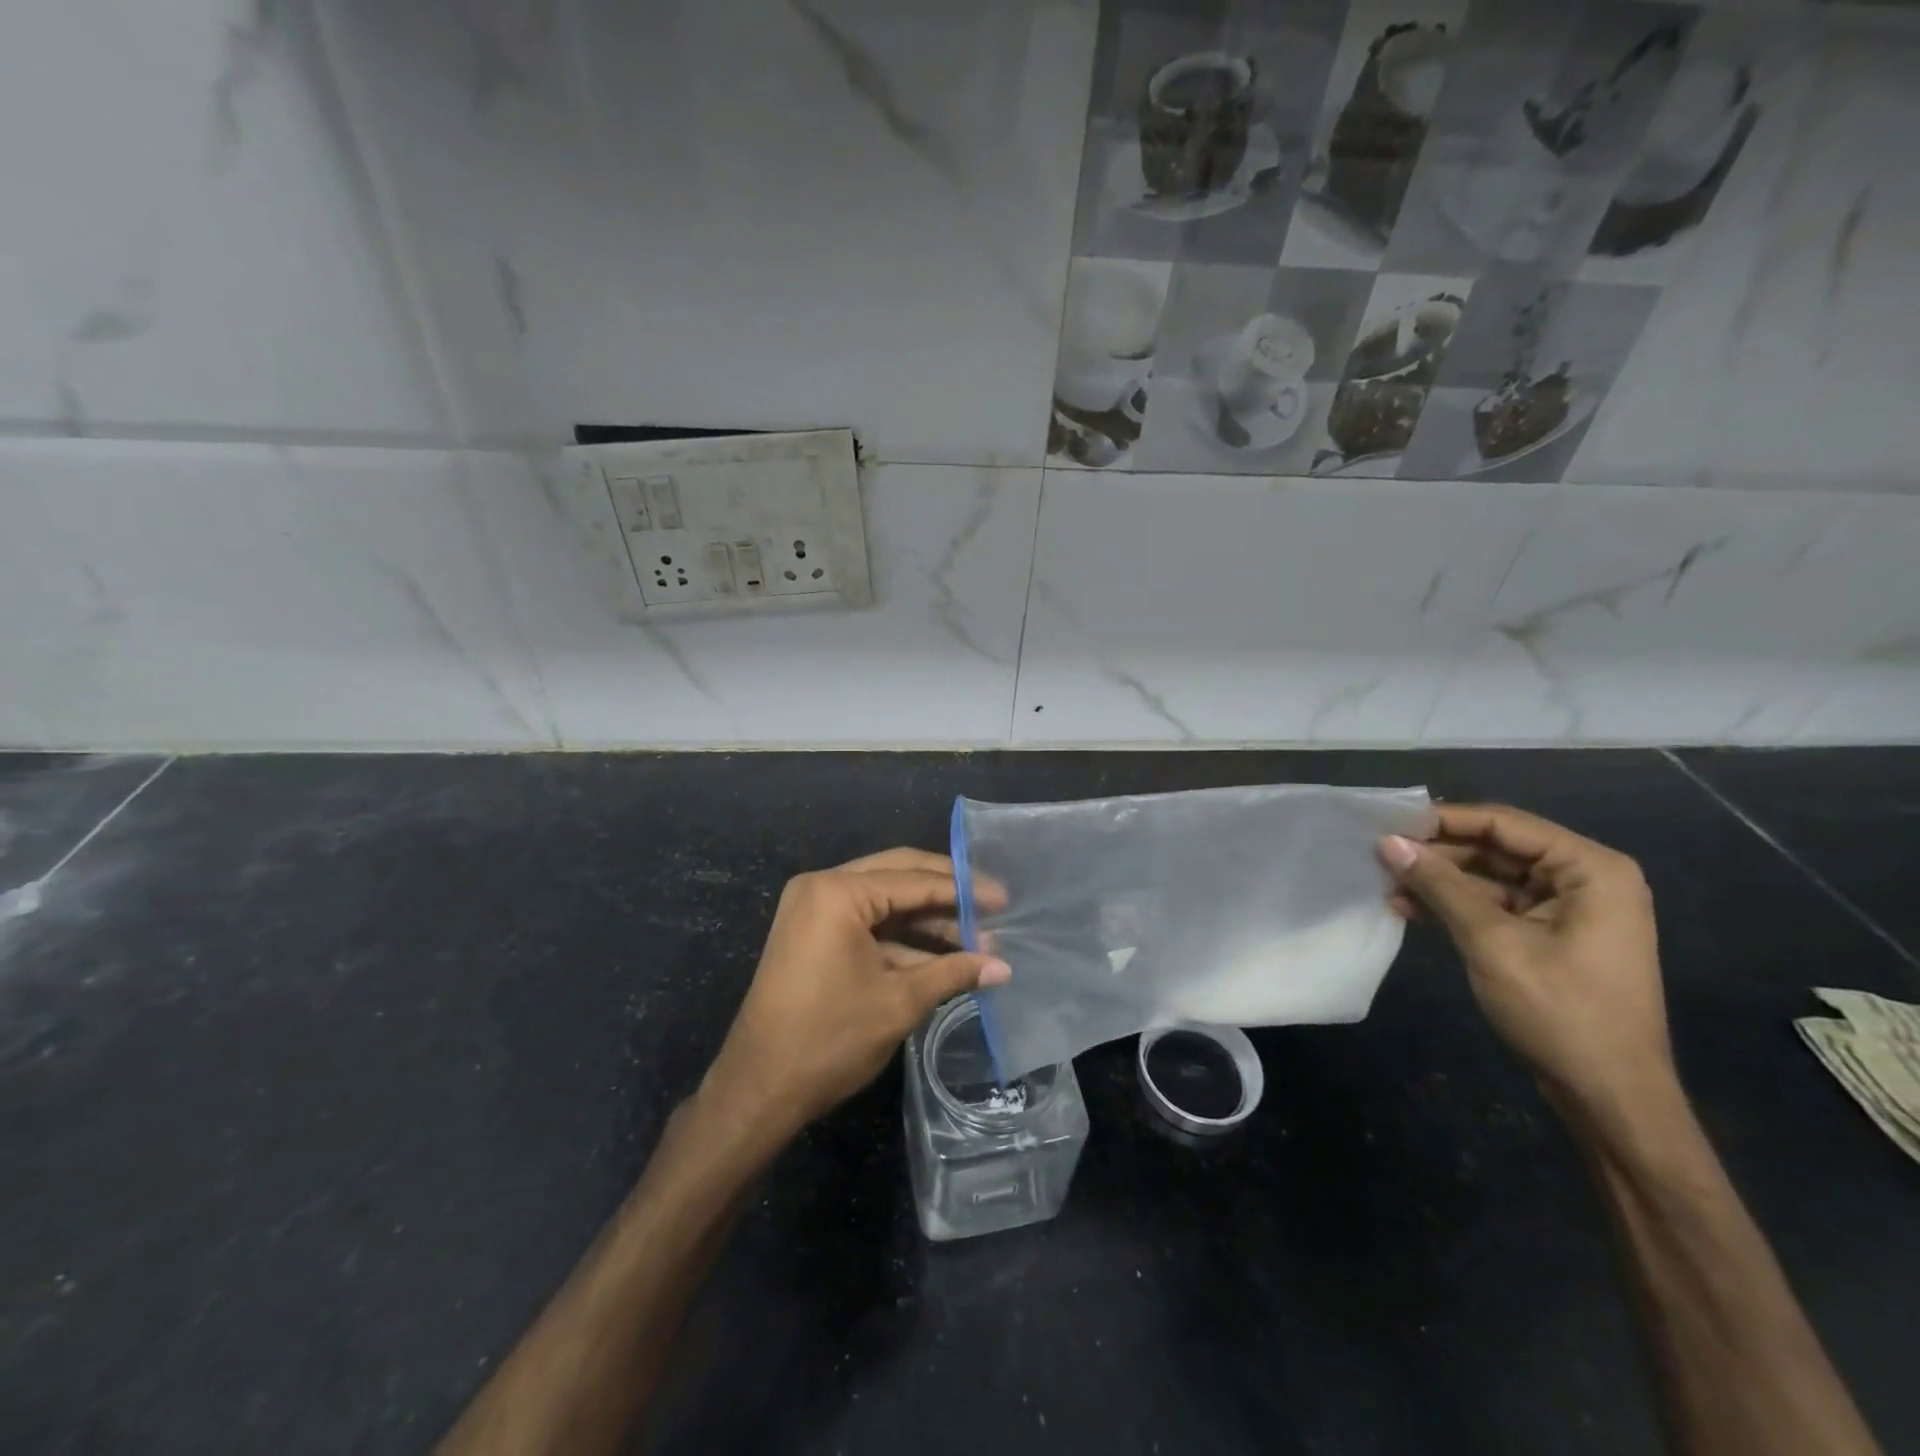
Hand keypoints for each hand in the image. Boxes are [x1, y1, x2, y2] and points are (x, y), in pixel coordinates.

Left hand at [699, 848, 1009, 1139]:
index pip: (914, 880)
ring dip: (928, 920)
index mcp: (838, 892)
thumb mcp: (899, 1002)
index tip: (1004, 899)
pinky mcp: (814, 934)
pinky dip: (902, 938)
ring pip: (885, 900)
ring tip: (978, 939)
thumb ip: (953, 973)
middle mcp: (822, 887)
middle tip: (993, 906)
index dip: (964, 890)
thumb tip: (1004, 967)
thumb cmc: (829, 1039)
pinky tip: (943, 955)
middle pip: (899, 875)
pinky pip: (867, 922)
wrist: (759, 1089)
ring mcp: (814, 909)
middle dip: (947, 893)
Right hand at [1379, 804, 1675, 1130]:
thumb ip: (1440, 886)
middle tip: (1381, 857)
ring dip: (1440, 882)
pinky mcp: (1550, 935)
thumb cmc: (1560, 1011)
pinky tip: (1409, 910)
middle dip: (1438, 854)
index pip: (1505, 823)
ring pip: (1490, 877)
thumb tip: (1387, 842)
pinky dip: (1454, 906)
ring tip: (1387, 886)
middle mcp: (1585, 879)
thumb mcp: (1492, 942)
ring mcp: (1568, 909)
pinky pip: (1495, 905)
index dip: (1444, 821)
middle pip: (1497, 847)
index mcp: (1591, 870)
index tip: (1388, 824)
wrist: (1609, 1096)